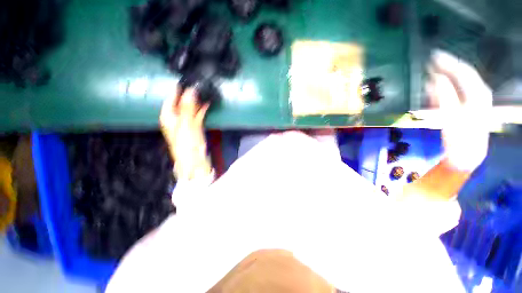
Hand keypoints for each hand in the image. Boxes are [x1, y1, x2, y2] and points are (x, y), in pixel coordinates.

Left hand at [160, 88, 211, 179]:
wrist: (195, 162)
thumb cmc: (187, 144)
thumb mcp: (186, 124)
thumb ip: (188, 107)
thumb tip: (191, 90)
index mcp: (168, 116)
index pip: (171, 98)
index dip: (179, 89)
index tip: (188, 79)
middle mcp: (175, 118)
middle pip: (181, 102)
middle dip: (190, 94)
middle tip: (200, 84)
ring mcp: (186, 123)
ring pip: (190, 108)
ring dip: (197, 101)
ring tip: (205, 91)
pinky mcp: (195, 127)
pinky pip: (198, 115)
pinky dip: (202, 109)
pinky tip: (208, 103)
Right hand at [426, 50, 491, 171]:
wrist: (466, 155)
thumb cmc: (459, 139)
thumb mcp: (450, 117)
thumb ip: (444, 96)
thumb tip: (434, 78)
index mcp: (478, 94)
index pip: (463, 72)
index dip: (449, 63)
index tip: (433, 56)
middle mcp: (478, 93)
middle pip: (464, 73)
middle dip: (447, 65)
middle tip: (431, 59)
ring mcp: (474, 100)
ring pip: (460, 81)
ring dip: (446, 75)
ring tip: (431, 70)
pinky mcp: (467, 106)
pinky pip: (456, 90)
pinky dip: (445, 86)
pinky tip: (435, 86)